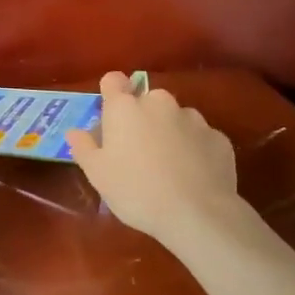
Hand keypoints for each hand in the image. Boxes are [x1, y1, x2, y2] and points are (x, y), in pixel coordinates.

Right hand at [66, 73, 240, 244]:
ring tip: (169, 167)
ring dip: (169, 133)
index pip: (113, 80)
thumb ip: (84, 147)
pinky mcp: (219, 138)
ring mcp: (193, 118)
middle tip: (137, 153)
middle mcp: (160, 103)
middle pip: (146, 101)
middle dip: (142, 119)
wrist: (198, 214)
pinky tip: (193, 176)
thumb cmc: (136, 191)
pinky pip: (200, 138)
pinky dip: (194, 150)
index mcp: (125, 108)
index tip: (111, 117)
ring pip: (175, 118)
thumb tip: (75, 131)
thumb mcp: (97, 174)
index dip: (111, 93)